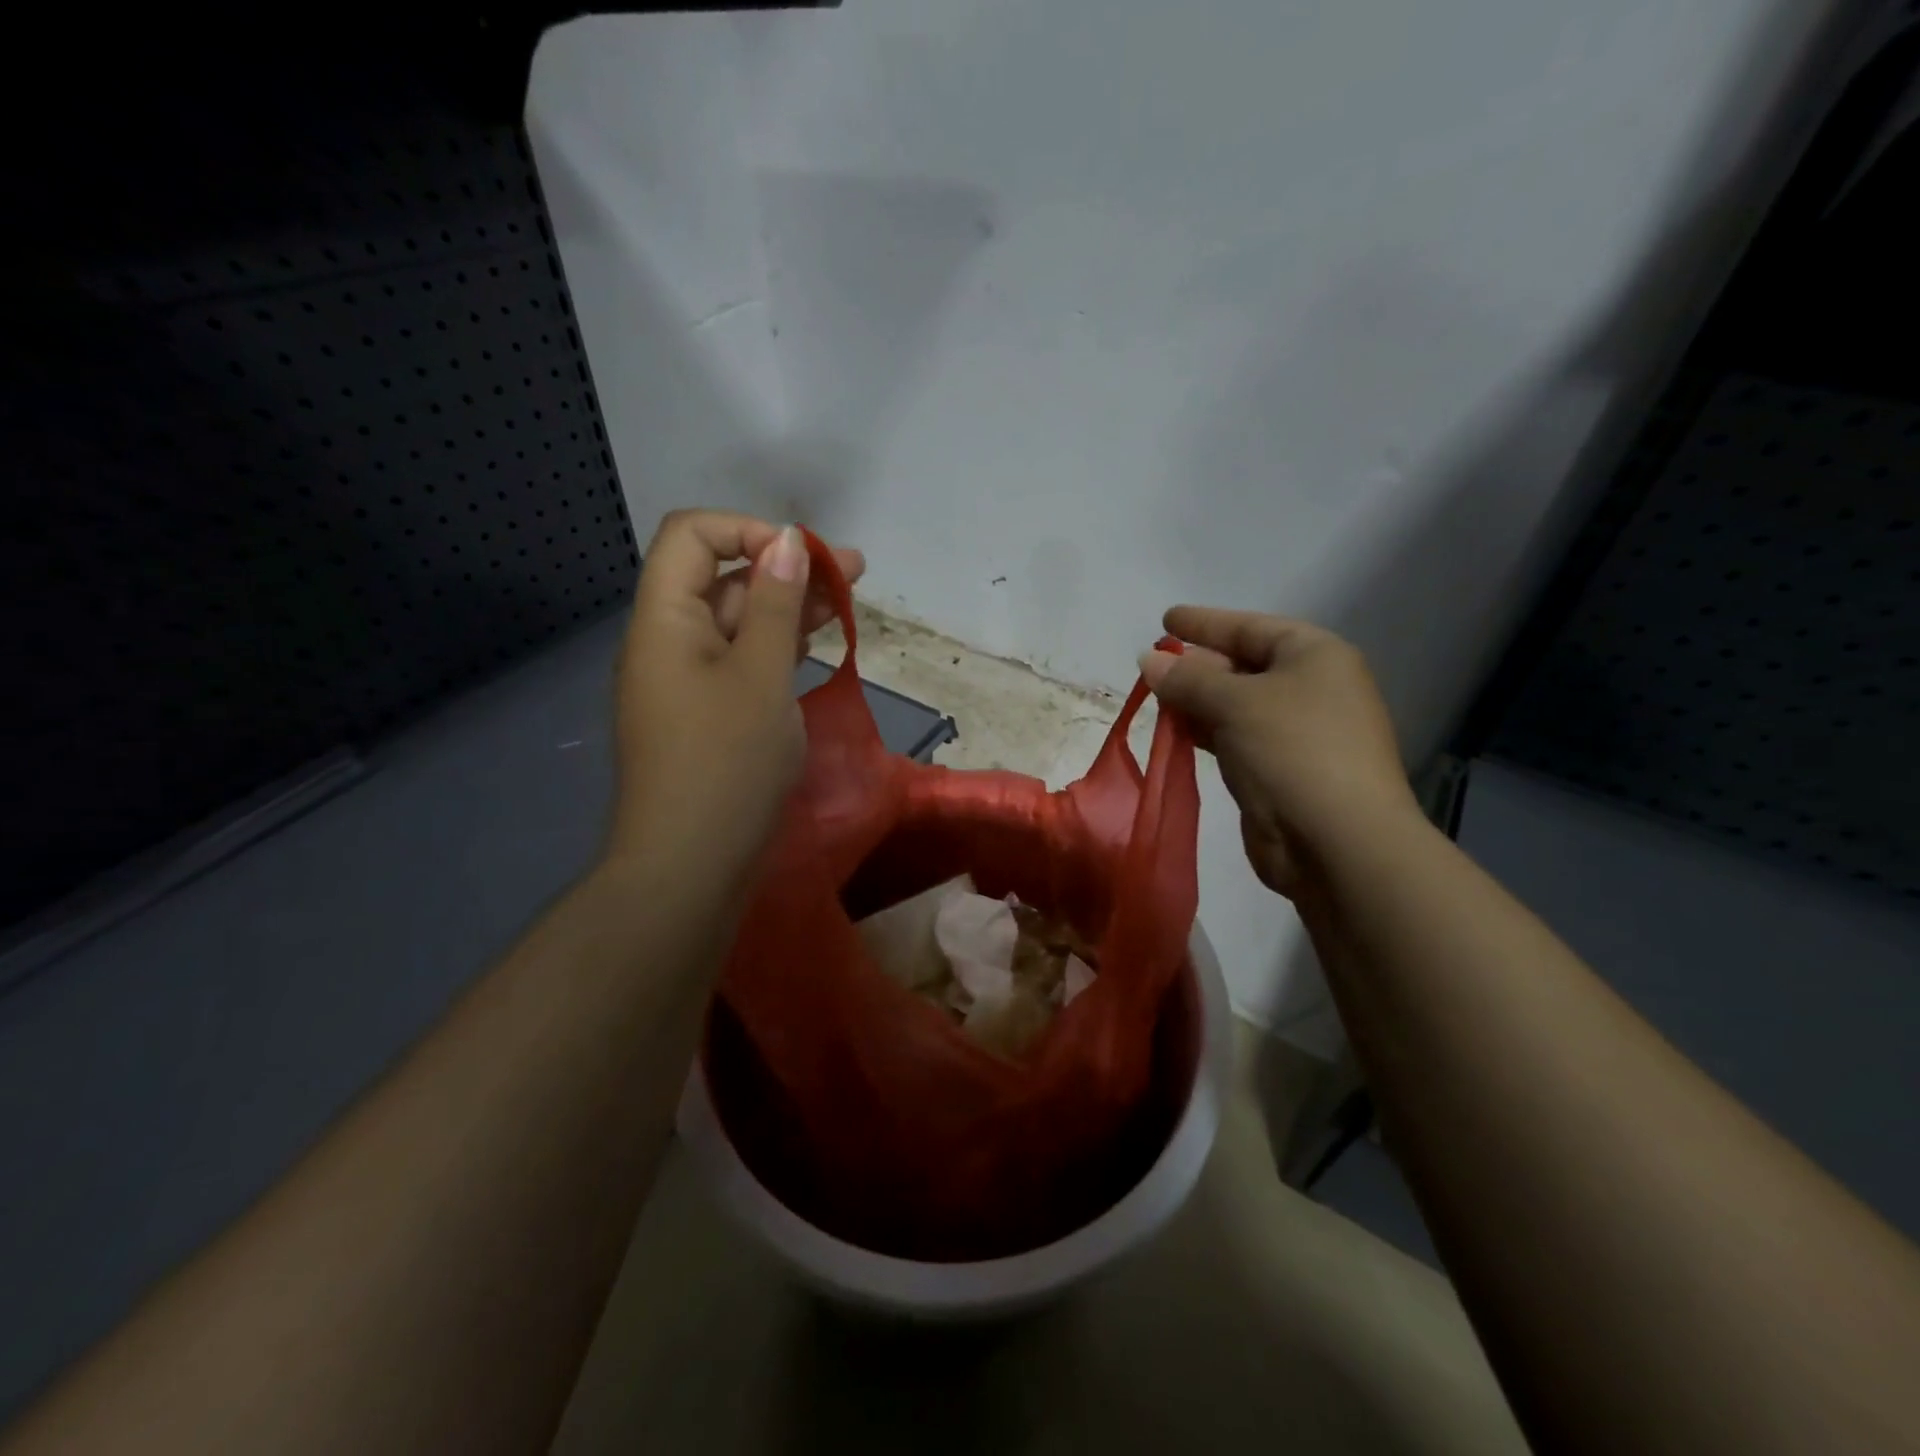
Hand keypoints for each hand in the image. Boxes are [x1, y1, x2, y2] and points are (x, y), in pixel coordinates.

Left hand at [605, 510, 863, 890]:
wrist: (691, 866)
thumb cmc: (726, 763)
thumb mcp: (762, 675)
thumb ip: (777, 604)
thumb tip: (788, 541)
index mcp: (665, 619)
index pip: (693, 536)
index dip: (749, 531)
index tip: (805, 559)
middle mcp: (670, 641)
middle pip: (723, 577)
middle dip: (787, 567)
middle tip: (854, 573)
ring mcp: (689, 681)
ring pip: (740, 622)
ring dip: (789, 607)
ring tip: (848, 604)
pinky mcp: (709, 714)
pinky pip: (743, 662)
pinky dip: (779, 647)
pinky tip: (817, 644)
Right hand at [1140, 606, 1418, 897]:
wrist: (1338, 843)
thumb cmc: (1292, 751)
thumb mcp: (1235, 703)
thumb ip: (1188, 679)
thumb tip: (1148, 660)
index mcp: (1315, 657)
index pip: (1251, 627)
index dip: (1205, 622)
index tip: (1165, 620)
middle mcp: (1312, 688)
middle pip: (1244, 665)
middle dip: (1197, 665)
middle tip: (1152, 665)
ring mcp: (1299, 733)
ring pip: (1237, 705)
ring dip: (1197, 701)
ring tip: (1155, 697)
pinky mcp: (1282, 771)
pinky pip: (1237, 738)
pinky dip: (1207, 732)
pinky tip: (1177, 732)